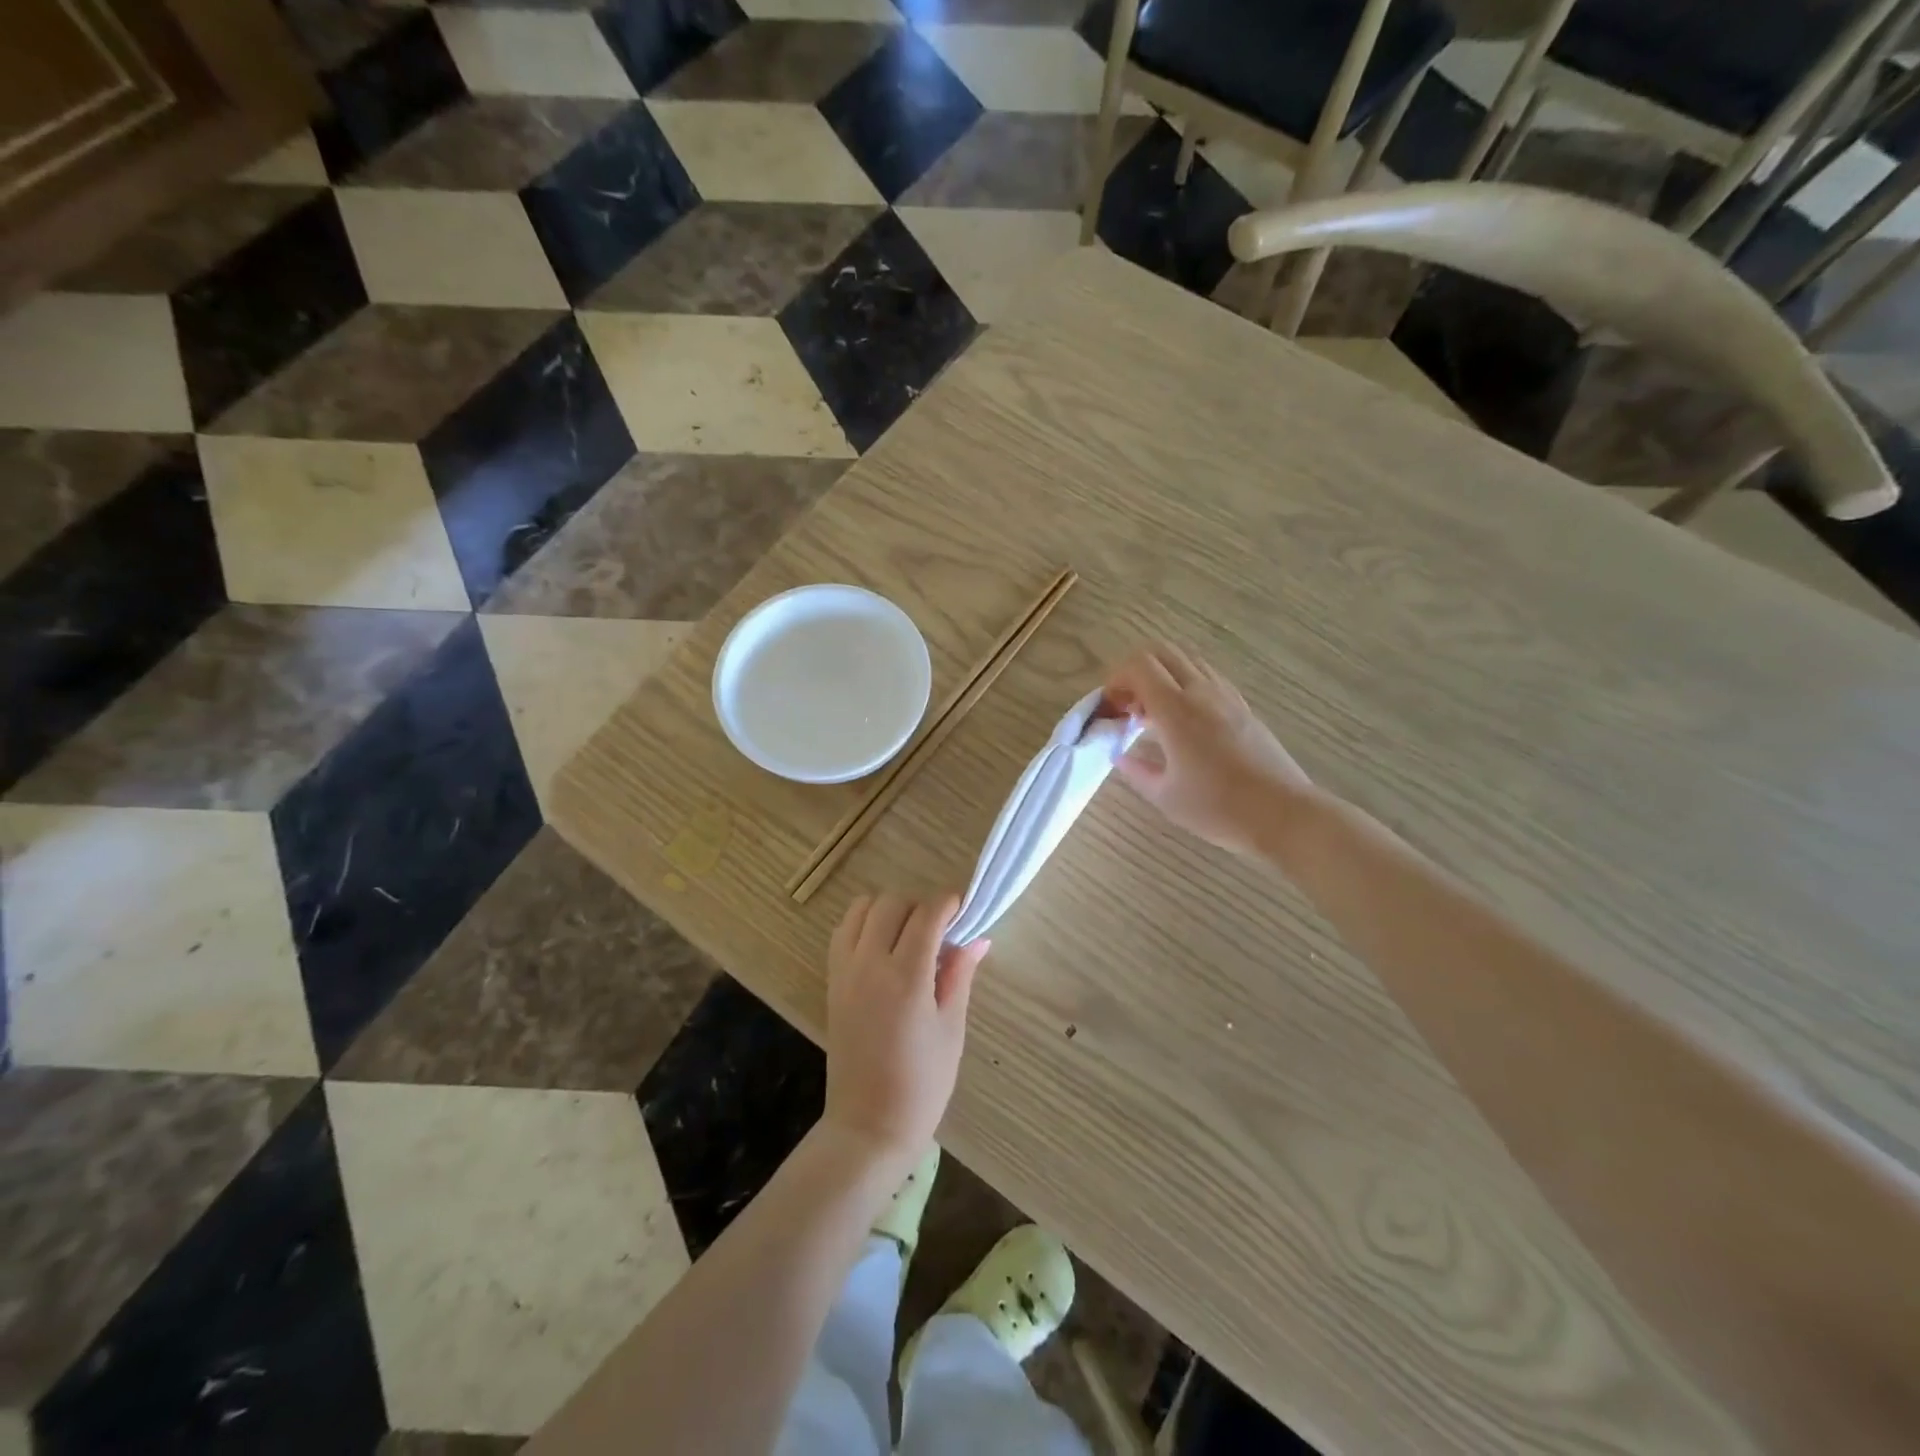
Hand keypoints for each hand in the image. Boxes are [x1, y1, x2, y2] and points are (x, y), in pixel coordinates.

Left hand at [823, 892, 989, 1166]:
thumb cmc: (922, 1083)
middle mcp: (870, 964)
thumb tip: (978, 938)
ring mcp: (845, 971)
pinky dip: (863, 924)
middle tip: (940, 931)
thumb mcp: (951, 1029)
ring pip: (862, 908)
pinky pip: (843, 931)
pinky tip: (883, 948)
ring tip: (909, 936)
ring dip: (889, 910)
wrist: (868, 1125)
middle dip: (920, 905)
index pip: (927, 914)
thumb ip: (960, 975)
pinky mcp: (832, 981)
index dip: (949, 903)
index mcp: (906, 977)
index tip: (964, 910)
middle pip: (892, 902)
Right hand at [1104, 642, 1314, 854]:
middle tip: (1130, 706)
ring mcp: (1227, 696)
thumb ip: (1136, 770)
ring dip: (1163, 676)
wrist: (1282, 814)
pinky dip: (1186, 685)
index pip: (1139, 665)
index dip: (1117, 678)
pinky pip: (1207, 677)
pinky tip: (1184, 722)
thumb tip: (1120, 755)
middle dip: (1136, 671)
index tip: (1113, 709)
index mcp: (1176, 710)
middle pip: (1162, 651)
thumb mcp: (1165, 796)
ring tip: (1155, 715)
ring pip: (1187, 660)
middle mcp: (1201, 692)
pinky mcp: (1243, 707)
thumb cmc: (1218, 808)